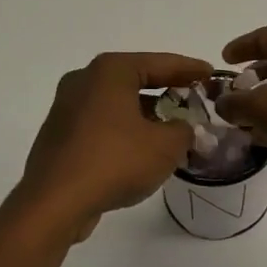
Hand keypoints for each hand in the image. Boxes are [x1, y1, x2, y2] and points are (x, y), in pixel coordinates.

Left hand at [10, 52, 213, 242]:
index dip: (189, 68)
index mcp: (110, 72)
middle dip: (167, 90)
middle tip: (194, 98)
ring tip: (174, 128)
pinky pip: (102, 124)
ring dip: (146, 114)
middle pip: (135, 79)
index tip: (211, 73)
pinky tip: (143, 149)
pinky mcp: (60, 136)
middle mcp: (84, 81)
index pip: (159, 63)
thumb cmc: (115, 161)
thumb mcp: (166, 145)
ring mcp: (67, 108)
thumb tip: (181, 128)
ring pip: (117, 103)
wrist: (55, 203)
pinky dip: (125, 130)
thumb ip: (184, 129)